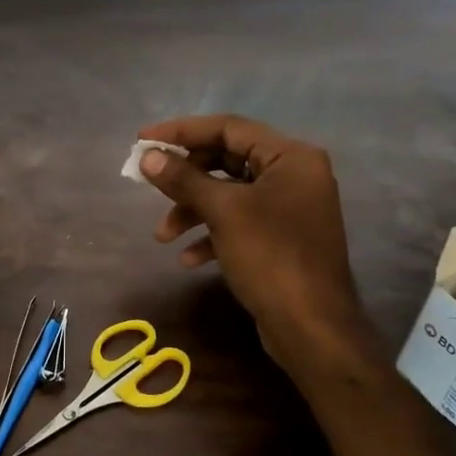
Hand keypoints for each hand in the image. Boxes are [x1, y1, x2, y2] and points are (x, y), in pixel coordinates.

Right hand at [136, 115, 374, 375]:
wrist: (312, 328)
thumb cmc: (271, 257)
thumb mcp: (223, 212)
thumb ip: (184, 179)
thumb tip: (148, 157)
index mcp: (290, 157)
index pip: (228, 128)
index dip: (182, 132)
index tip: (143, 140)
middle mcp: (294, 175)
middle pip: (227, 160)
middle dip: (185, 178)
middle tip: (149, 186)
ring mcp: (289, 208)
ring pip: (229, 195)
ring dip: (193, 211)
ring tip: (163, 236)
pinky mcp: (281, 238)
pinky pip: (240, 223)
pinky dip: (212, 234)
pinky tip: (188, 259)